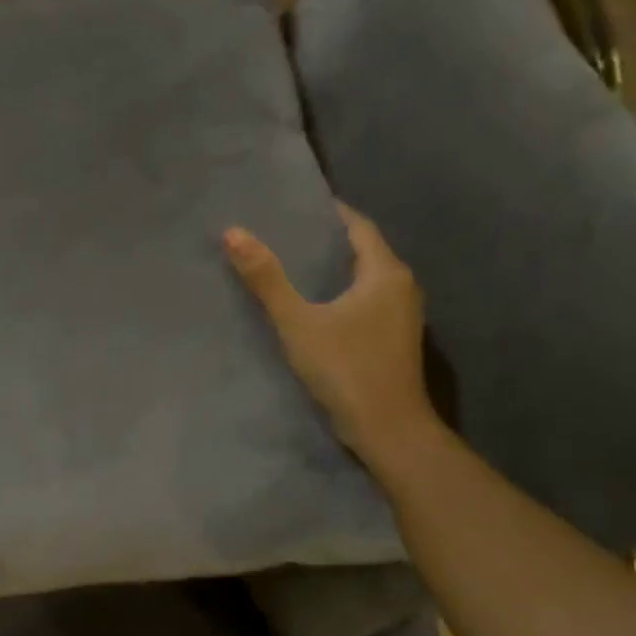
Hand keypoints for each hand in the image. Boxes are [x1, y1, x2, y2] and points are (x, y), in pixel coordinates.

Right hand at [224, 205, 436, 466]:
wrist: (387, 429)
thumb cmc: (345, 368)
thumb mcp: (297, 321)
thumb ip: (266, 278)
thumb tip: (233, 232)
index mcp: (386, 273)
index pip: (357, 226)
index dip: (327, 213)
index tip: (291, 206)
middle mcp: (402, 287)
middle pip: (362, 250)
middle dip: (324, 240)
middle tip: (280, 233)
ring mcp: (401, 315)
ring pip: (363, 278)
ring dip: (331, 269)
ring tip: (287, 264)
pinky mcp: (392, 339)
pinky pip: (364, 301)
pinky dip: (338, 294)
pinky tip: (309, 304)